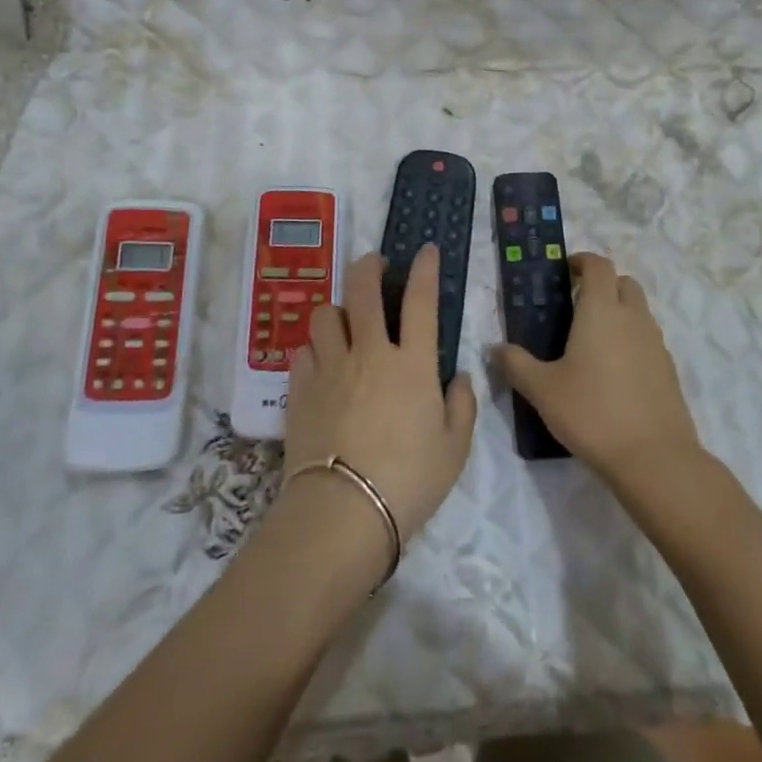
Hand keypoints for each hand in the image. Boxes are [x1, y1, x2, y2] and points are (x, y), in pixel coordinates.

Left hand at [284, 246, 476, 556]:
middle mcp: (369, 353)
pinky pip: (304, 350)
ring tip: (345, 320)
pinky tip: (322, 361)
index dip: (425, 269)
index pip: (420, 301)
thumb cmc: (409, 481)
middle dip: (369, 266)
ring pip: (326, 314)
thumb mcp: (454, 449)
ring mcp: (330, 367)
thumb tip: (459, 376)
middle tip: (375, 265)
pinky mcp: (299, 388)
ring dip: (338, 308)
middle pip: (363, 289)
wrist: (343, 511)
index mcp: (412, 364)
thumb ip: (461, 406)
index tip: (426, 250)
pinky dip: (315, 347)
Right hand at [495, 253, 701, 490]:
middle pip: (623, 282)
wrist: (654, 459)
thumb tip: (495, 348)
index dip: (581, 261)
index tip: (564, 271)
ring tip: (591, 341)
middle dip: (602, 284)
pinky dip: (632, 340)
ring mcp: (656, 343)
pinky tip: (613, 372)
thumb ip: (515, 364)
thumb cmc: (592, 413)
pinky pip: (648, 339)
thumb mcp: (542, 390)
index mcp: (601, 310)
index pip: (598, 265)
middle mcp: (633, 318)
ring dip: (619, 311)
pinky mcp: (668, 369)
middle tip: (576, 304)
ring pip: (639, 311)